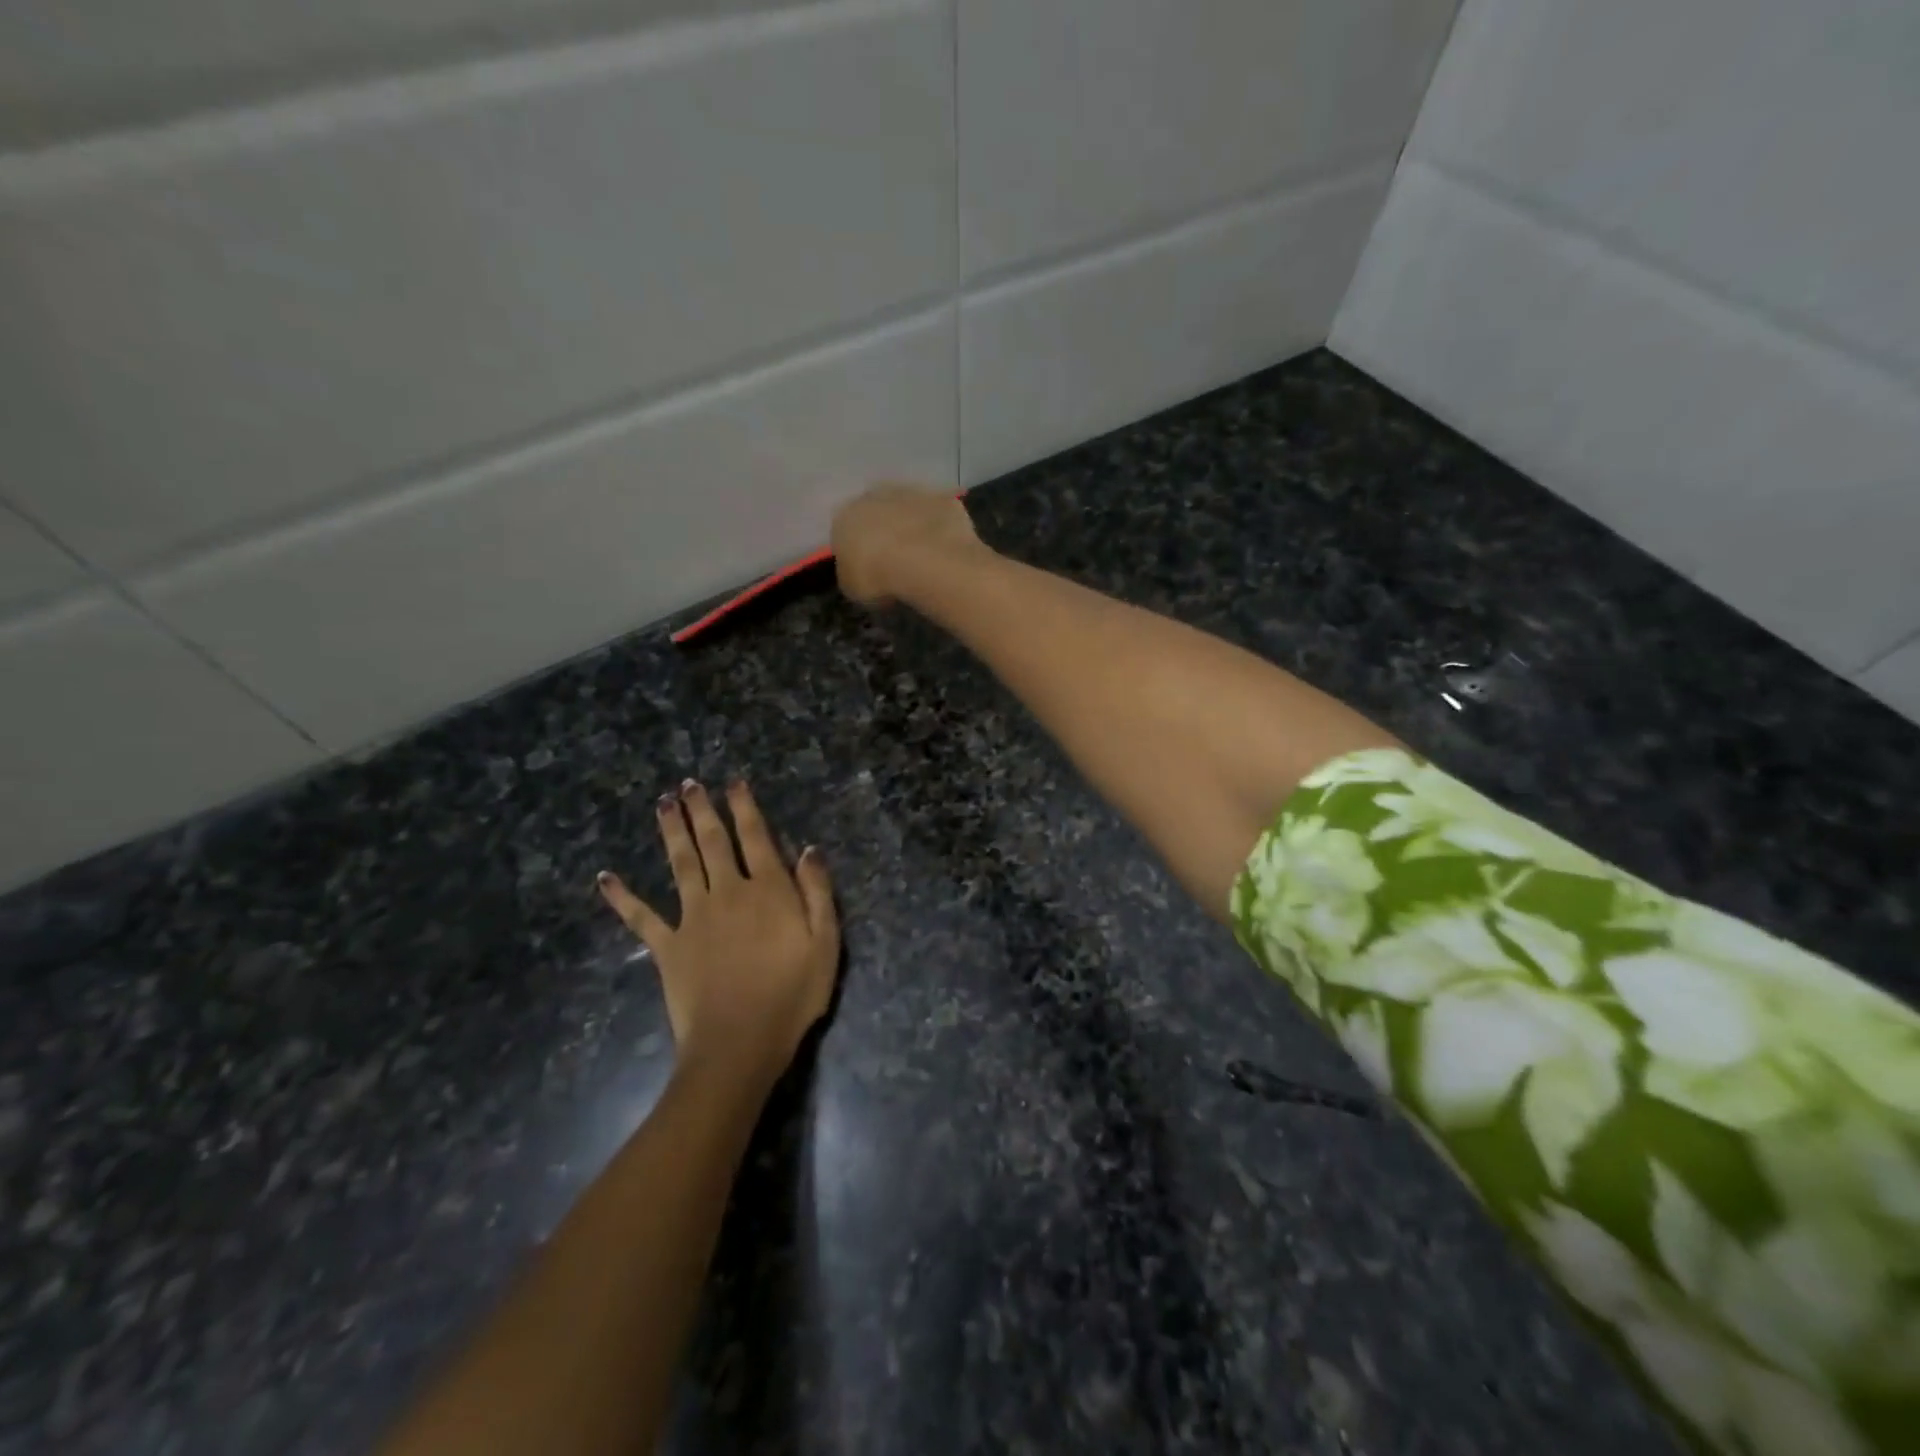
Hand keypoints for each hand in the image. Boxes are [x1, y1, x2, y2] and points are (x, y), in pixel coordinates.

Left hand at [597, 780, 838, 1088]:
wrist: (739, 1043)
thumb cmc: (792, 994)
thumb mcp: (825, 943)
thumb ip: (818, 893)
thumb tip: (809, 850)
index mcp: (768, 891)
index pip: (756, 838)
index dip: (745, 808)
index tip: (734, 783)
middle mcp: (727, 892)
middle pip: (713, 842)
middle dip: (701, 810)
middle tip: (688, 784)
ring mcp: (693, 917)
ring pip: (680, 864)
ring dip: (670, 832)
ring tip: (662, 805)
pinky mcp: (667, 946)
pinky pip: (641, 917)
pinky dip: (622, 897)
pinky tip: (605, 878)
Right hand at [831, 483, 983, 606]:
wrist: (923, 561)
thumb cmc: (877, 577)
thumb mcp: (853, 588)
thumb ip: (852, 574)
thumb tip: (859, 572)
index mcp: (845, 517)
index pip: (845, 532)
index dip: (858, 551)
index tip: (868, 569)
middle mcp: (874, 496)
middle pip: (877, 512)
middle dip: (884, 532)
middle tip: (896, 560)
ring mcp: (911, 492)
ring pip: (909, 508)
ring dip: (913, 526)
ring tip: (923, 557)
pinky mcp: (943, 499)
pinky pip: (939, 514)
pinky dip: (942, 528)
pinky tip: (946, 550)